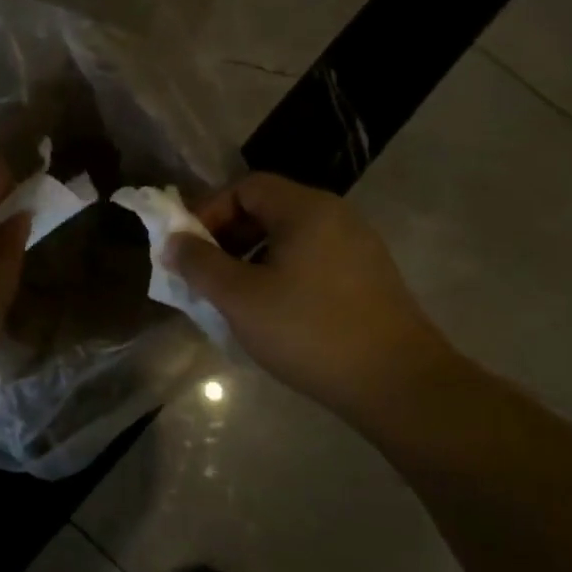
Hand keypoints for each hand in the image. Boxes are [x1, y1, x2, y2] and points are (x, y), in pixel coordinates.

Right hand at [166, 173, 450, 419]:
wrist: (399, 384)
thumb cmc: (309, 331)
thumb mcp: (240, 297)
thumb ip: (199, 264)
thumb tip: (172, 242)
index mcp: (306, 209)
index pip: (246, 187)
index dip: (209, 211)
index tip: (188, 247)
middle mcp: (336, 217)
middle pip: (268, 209)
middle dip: (227, 236)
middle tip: (205, 273)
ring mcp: (358, 247)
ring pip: (289, 238)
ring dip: (251, 258)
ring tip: (232, 296)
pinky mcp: (368, 278)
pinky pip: (311, 260)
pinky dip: (280, 273)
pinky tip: (271, 311)